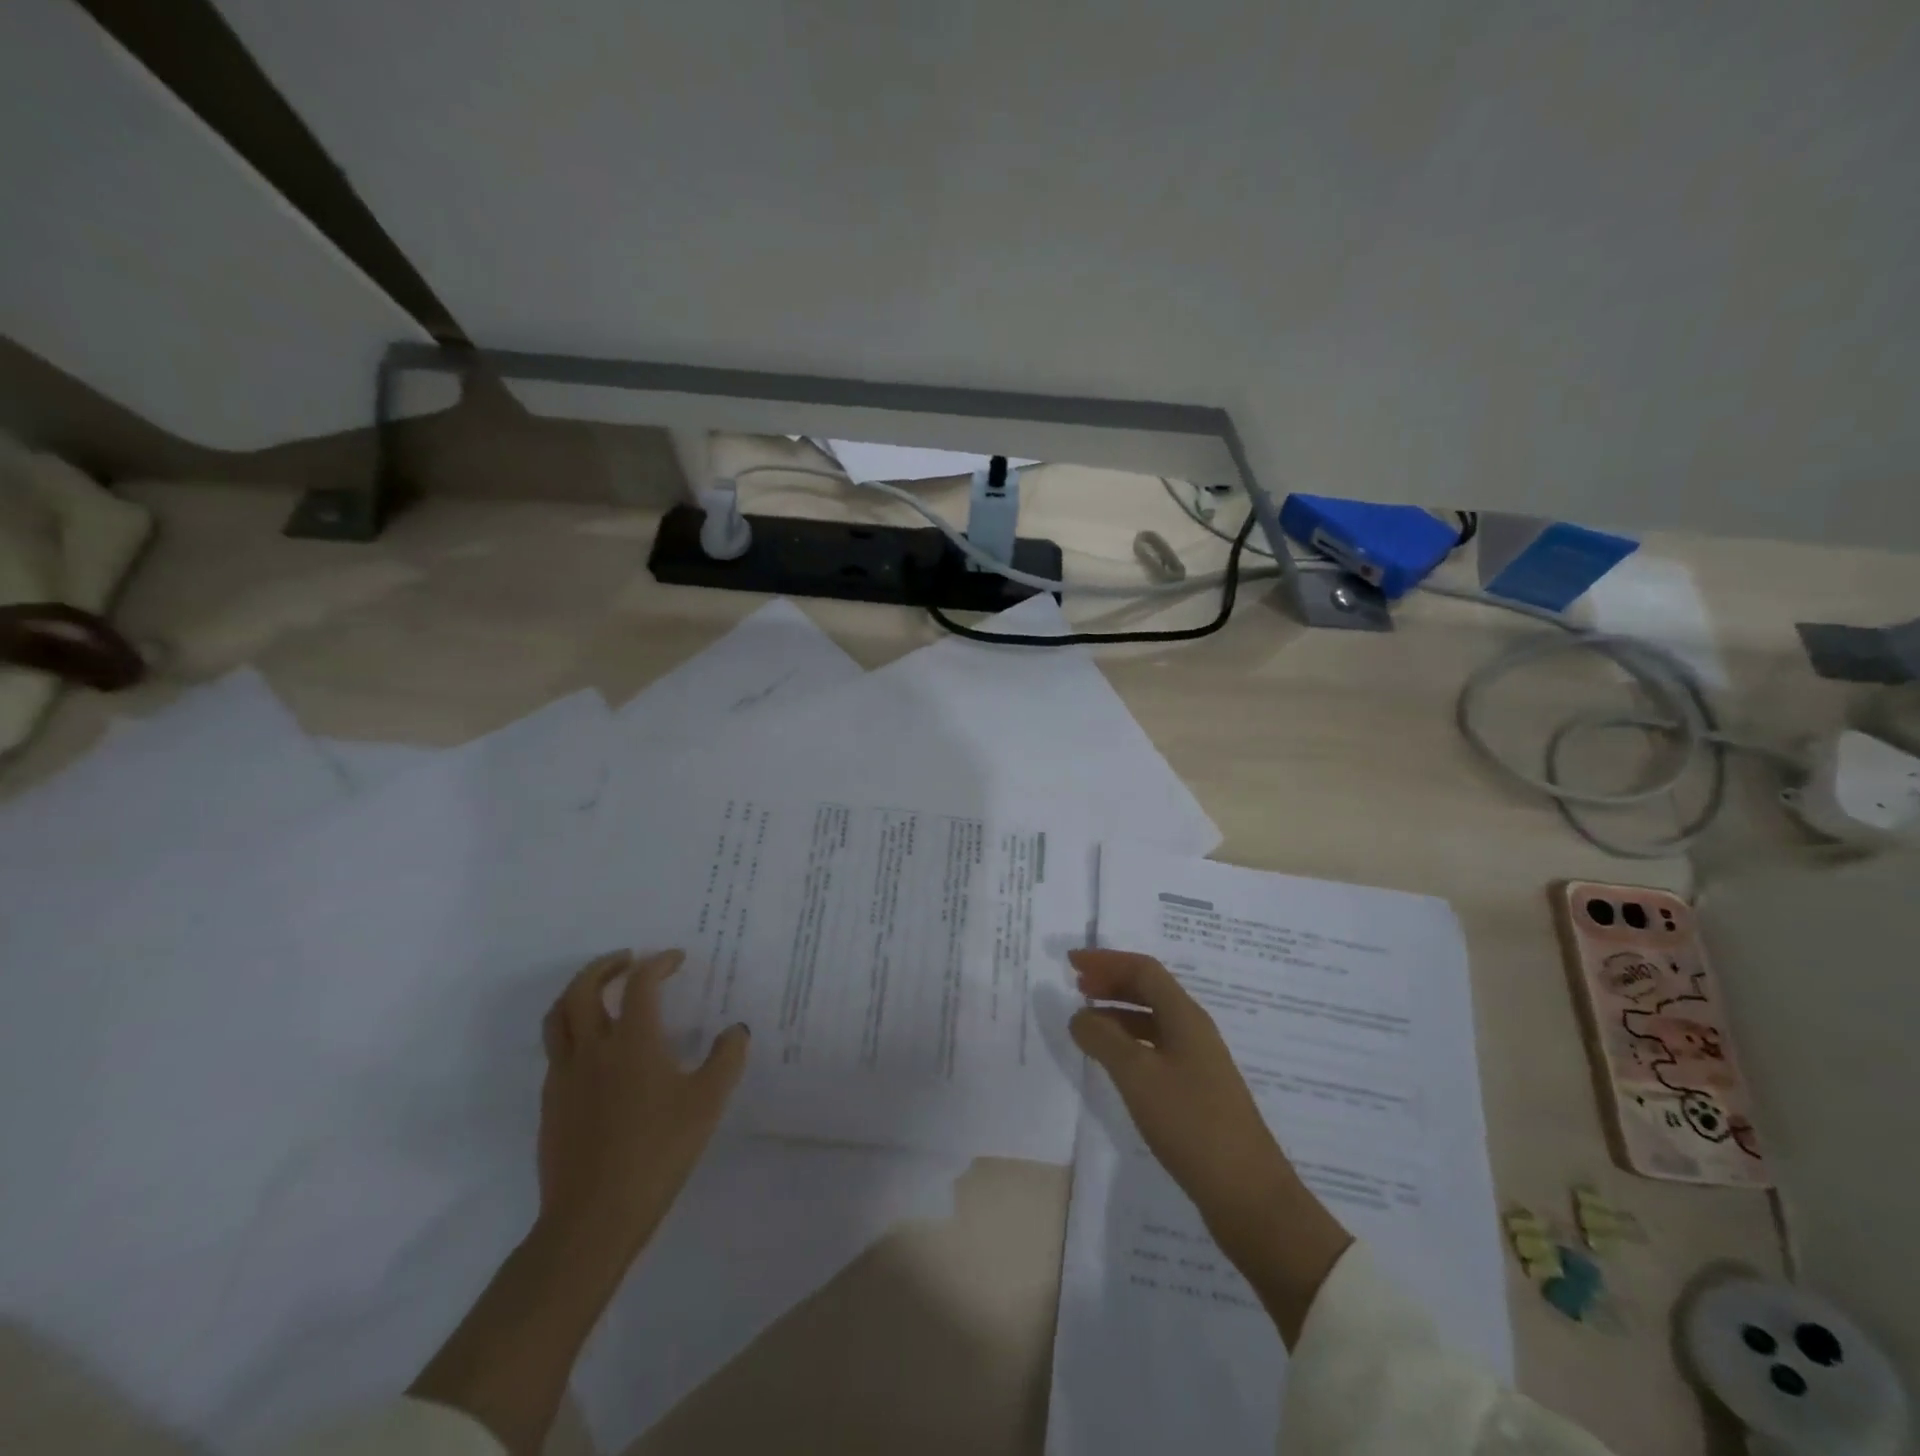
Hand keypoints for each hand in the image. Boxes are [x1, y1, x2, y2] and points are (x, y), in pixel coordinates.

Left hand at [537, 949, 749, 1259]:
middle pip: (584, 989)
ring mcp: (565, 1077)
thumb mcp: (708, 1103)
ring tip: (600, 990)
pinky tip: (595, 1048)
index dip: (658, 964)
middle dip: (606, 966)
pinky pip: (556, 1050)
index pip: (640, 984)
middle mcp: (593, 1049)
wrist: (593, 1218)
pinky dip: (572, 1029)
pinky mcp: (550, 1104)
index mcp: (633, 1042)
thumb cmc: (658, 1152)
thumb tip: (735, 1030)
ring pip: (559, 1016)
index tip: (675, 959)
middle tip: (628, 960)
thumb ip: (726, 1059)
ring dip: (579, 991)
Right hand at [1068, 948, 1350, 1344]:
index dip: (1106, 961)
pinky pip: (1156, 1048)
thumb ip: (1104, 1039)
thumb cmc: (1191, 1123)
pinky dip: (1129, 1042)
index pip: (1143, 970)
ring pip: (1152, 1020)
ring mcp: (1198, 1062)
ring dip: (1118, 1012)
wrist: (1248, 1194)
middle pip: (1150, 990)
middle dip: (1112, 982)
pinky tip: (1113, 1061)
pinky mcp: (1196, 1091)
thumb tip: (1079, 1015)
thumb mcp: (1137, 1075)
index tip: (1071, 963)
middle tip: (1077, 986)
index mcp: (1185, 1016)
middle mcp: (1193, 1030)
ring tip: (1087, 1022)